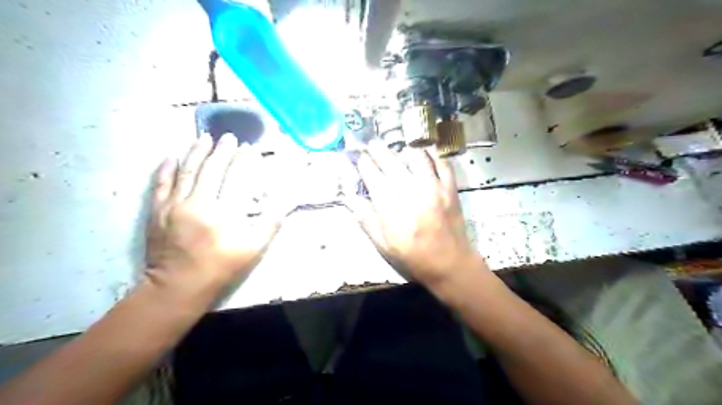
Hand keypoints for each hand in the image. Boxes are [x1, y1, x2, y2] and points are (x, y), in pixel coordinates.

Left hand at [144, 133, 287, 302]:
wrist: (177, 287)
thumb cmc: (220, 268)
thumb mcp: (252, 251)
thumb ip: (269, 226)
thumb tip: (285, 206)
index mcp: (222, 214)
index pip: (235, 178)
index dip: (243, 161)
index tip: (249, 148)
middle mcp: (197, 204)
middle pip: (210, 169)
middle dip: (221, 151)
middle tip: (229, 137)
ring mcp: (174, 205)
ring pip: (186, 171)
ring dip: (196, 152)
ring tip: (204, 138)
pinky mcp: (157, 211)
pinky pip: (161, 183)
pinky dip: (166, 168)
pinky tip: (172, 155)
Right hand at [348, 143, 483, 290]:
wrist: (450, 264)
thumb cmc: (413, 257)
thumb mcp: (384, 246)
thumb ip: (367, 220)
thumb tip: (349, 198)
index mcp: (393, 212)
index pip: (375, 180)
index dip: (365, 166)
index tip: (359, 157)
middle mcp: (413, 195)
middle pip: (393, 165)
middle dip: (379, 151)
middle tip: (372, 142)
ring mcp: (435, 190)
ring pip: (417, 159)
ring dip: (404, 148)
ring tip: (396, 144)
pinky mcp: (451, 189)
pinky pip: (442, 164)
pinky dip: (433, 153)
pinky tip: (425, 149)